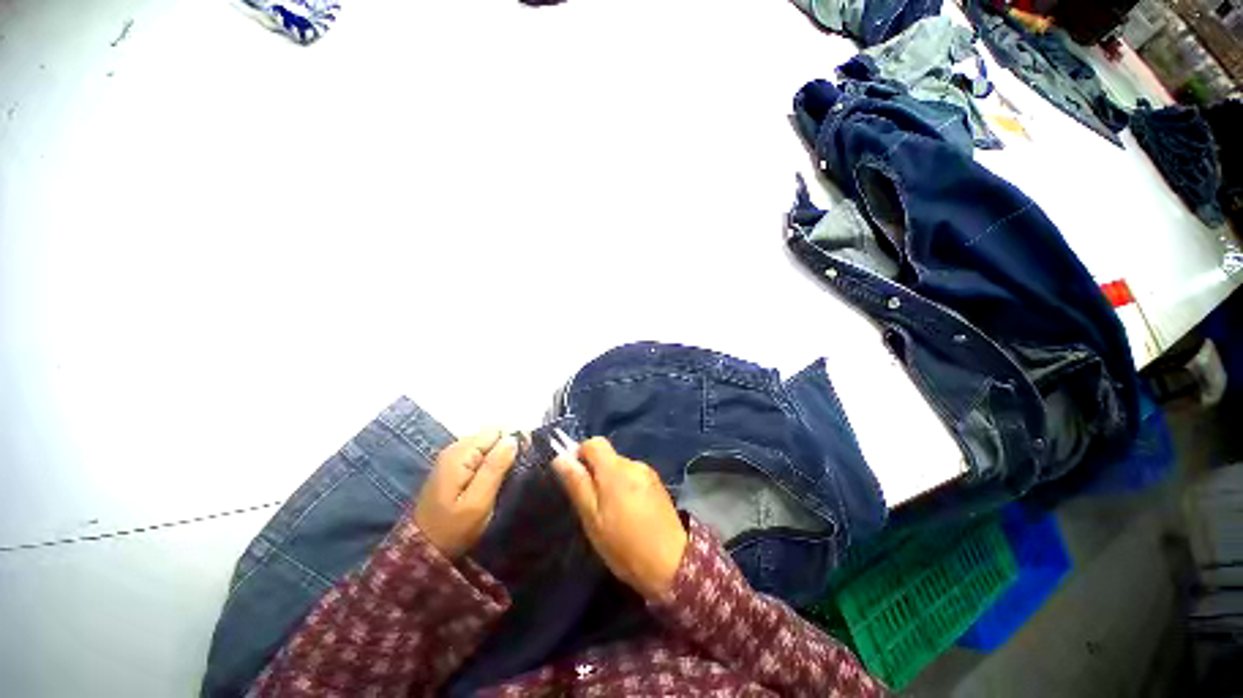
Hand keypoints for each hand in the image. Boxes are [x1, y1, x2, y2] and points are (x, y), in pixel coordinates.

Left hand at [412, 429, 517, 559]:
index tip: (524, 459)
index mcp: (460, 454)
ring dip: (500, 456)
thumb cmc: (452, 529)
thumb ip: (495, 468)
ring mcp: (453, 458)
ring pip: (487, 444)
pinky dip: (491, 462)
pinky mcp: (454, 467)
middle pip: (491, 435)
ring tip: (508, 477)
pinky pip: (479, 454)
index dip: (513, 441)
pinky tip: (495, 479)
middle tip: (516, 472)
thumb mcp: (477, 502)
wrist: (422, 551)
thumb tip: (512, 439)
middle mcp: (455, 449)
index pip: (496, 431)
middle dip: (507, 448)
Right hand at [552, 437, 687, 598]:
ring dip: (611, 482)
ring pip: (620, 468)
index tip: (577, 479)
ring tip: (612, 514)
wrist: (672, 563)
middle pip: (607, 457)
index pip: (594, 442)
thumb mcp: (592, 518)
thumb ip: (577, 485)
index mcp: (615, 469)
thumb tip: (561, 458)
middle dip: (596, 474)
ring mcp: (648, 473)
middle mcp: (633, 463)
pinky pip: (634, 477)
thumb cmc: (624, 544)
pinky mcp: (658, 484)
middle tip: (593, 506)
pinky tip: (630, 513)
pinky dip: (626, 488)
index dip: (580, 454)